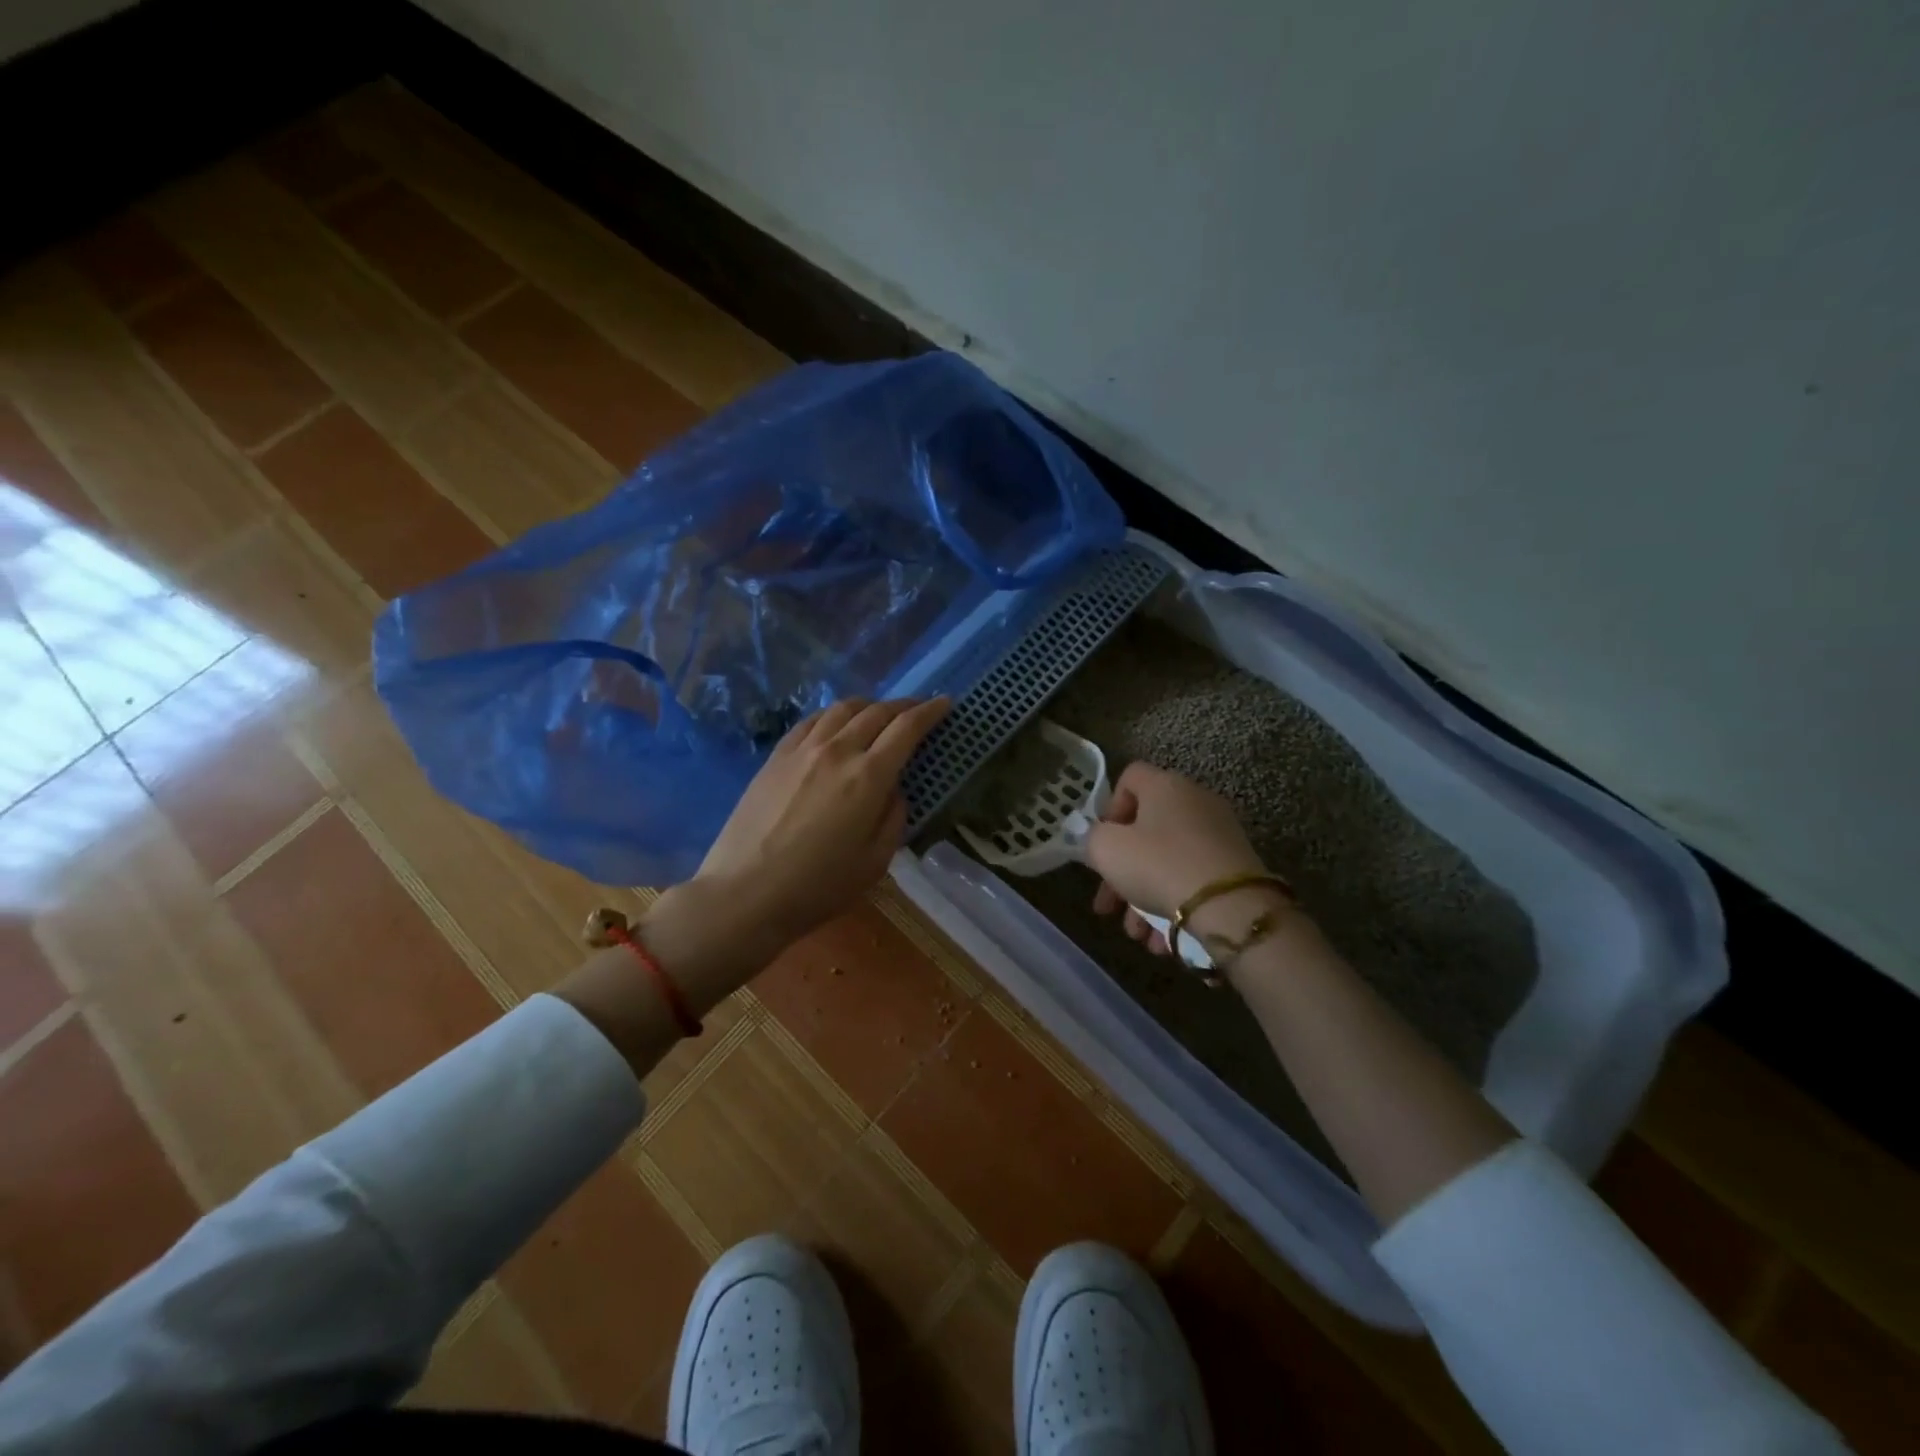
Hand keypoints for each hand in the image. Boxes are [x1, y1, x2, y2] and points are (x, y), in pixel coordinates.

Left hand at [696, 695, 950, 945]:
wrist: (745, 893)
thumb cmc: (818, 887)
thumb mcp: (875, 861)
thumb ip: (893, 817)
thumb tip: (893, 789)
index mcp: (868, 776)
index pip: (906, 728)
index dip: (929, 712)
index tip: (944, 703)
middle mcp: (837, 751)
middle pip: (876, 712)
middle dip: (903, 705)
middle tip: (918, 708)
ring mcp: (802, 750)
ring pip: (841, 709)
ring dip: (868, 705)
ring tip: (878, 713)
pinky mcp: (776, 757)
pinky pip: (810, 721)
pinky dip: (832, 715)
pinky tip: (835, 725)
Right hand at [1084, 762, 1277, 954]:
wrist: (1231, 907)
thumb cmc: (1159, 866)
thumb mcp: (1106, 849)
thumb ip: (1094, 839)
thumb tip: (1104, 841)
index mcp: (1166, 786)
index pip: (1129, 778)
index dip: (1109, 808)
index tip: (1102, 843)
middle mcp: (1196, 802)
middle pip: (1145, 831)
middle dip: (1121, 874)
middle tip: (1108, 907)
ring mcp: (1220, 835)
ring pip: (1167, 863)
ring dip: (1144, 899)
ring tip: (1137, 935)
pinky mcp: (1236, 868)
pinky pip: (1192, 881)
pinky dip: (1174, 906)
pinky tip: (1162, 940)